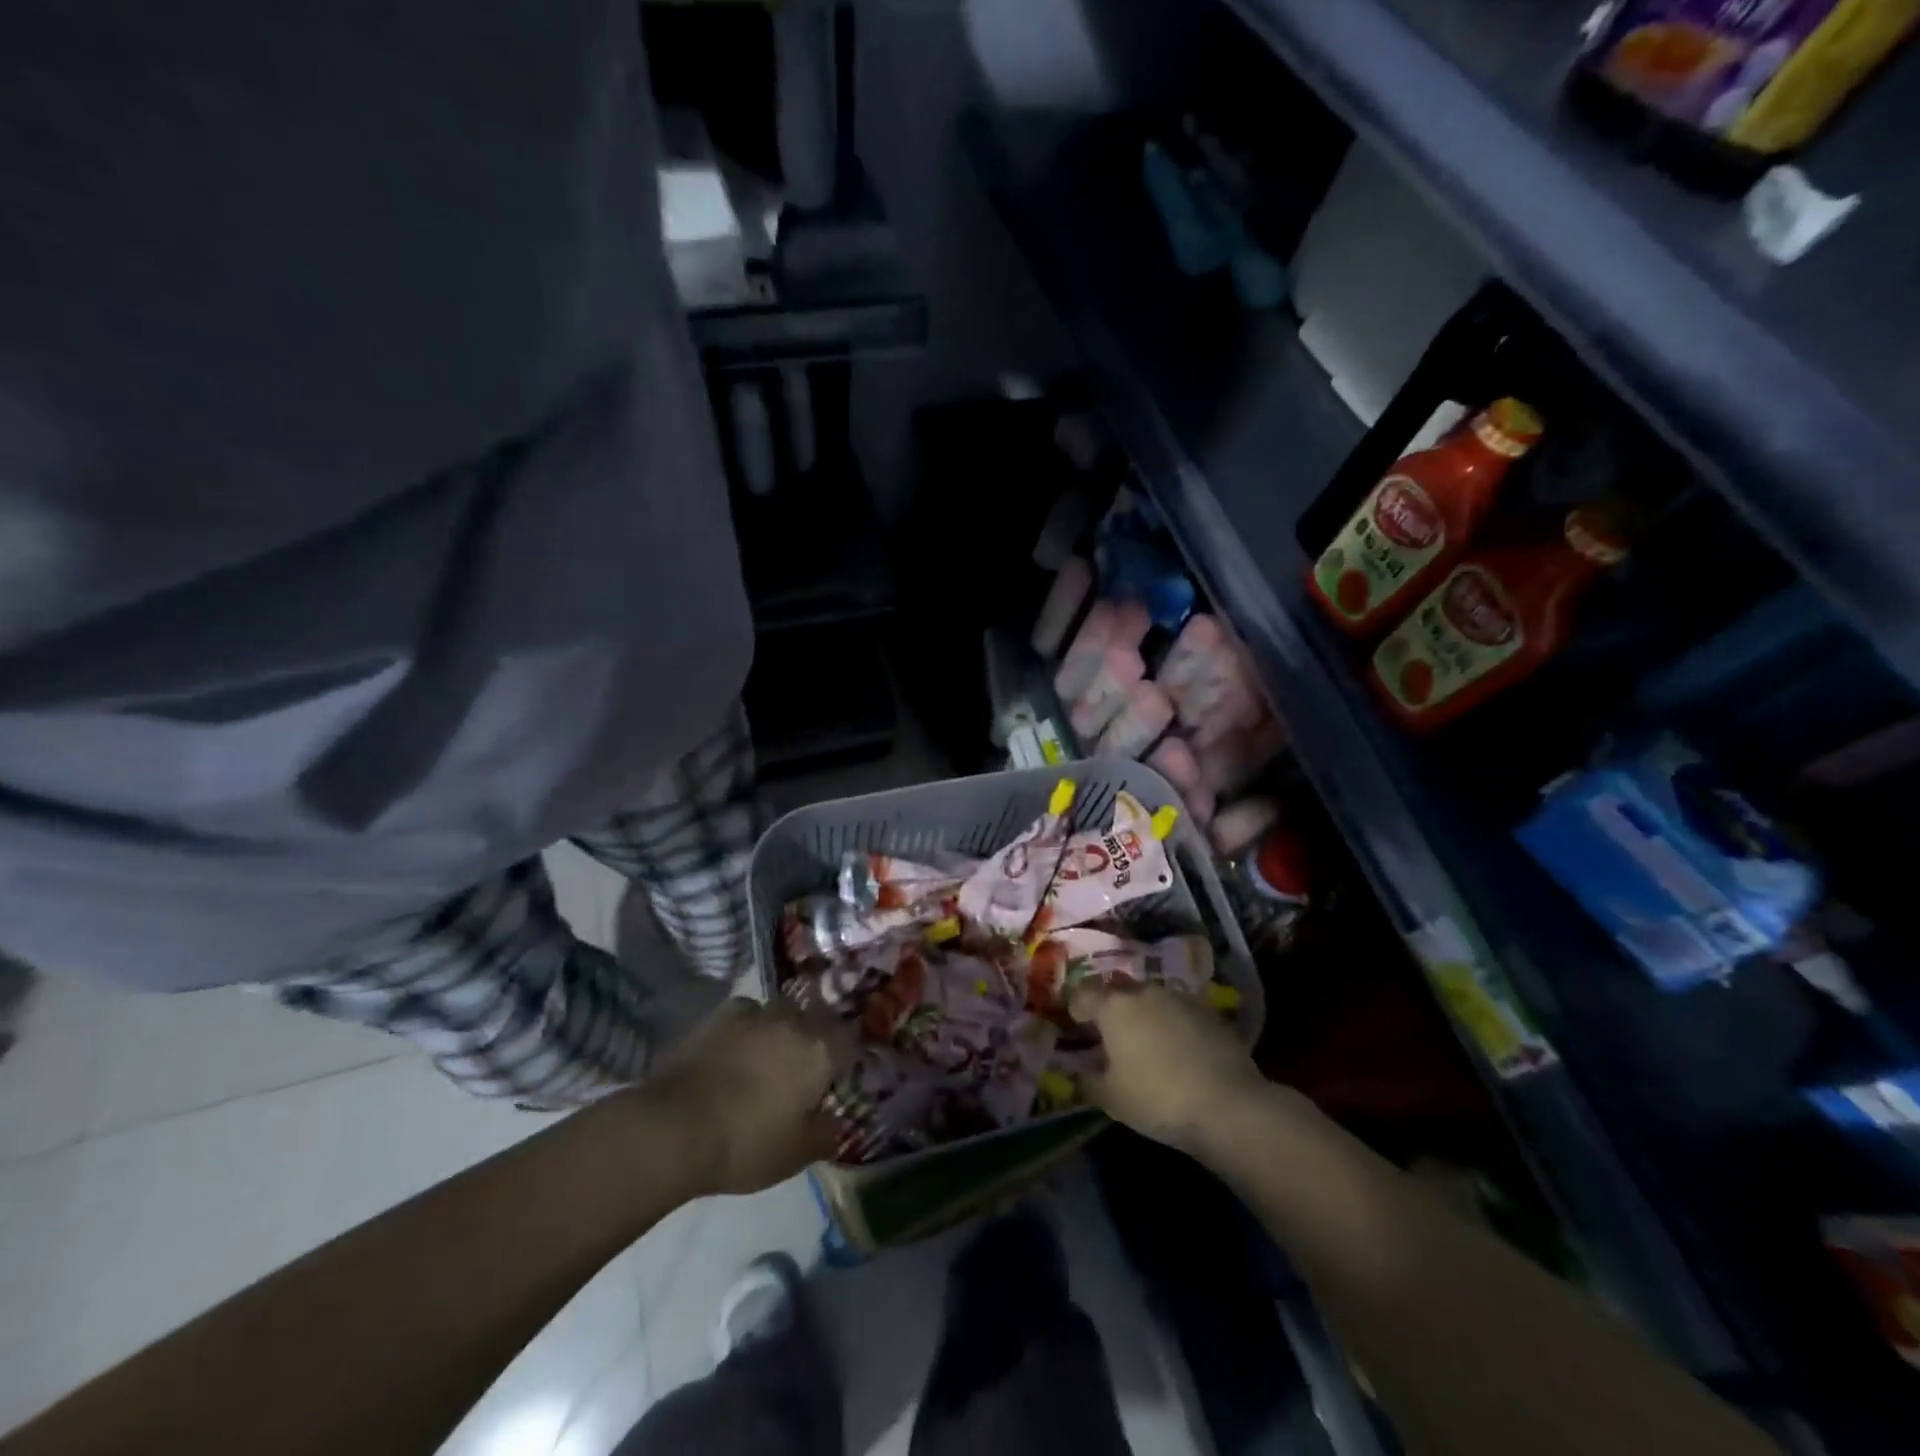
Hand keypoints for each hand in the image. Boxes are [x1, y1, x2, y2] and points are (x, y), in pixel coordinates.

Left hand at [646, 998, 854, 1195]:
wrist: (674, 1127)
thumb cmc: (747, 1143)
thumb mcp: (797, 1154)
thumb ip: (825, 1134)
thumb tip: (836, 1122)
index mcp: (820, 1050)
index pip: (851, 1040)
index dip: (848, 1056)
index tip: (841, 1074)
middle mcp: (793, 1021)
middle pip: (817, 1018)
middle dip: (816, 1036)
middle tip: (805, 1066)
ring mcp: (754, 1013)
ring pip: (780, 1011)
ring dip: (781, 1028)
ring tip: (768, 1055)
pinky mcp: (717, 1016)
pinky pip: (745, 1014)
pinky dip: (746, 1028)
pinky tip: (735, 1048)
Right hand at [1069, 983, 1273, 1157]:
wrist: (1228, 1105)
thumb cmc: (1157, 1098)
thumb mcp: (1111, 1098)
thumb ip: (1087, 1080)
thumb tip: (1078, 1071)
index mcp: (1114, 1006)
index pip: (1083, 993)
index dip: (1075, 1007)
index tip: (1075, 1024)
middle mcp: (1144, 991)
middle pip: (1118, 992)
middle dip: (1110, 1009)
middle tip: (1109, 1034)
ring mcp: (1179, 997)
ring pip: (1150, 999)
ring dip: (1142, 1014)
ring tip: (1144, 1042)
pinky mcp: (1208, 1011)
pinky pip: (1177, 1011)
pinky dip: (1170, 1024)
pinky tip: (1176, 1049)